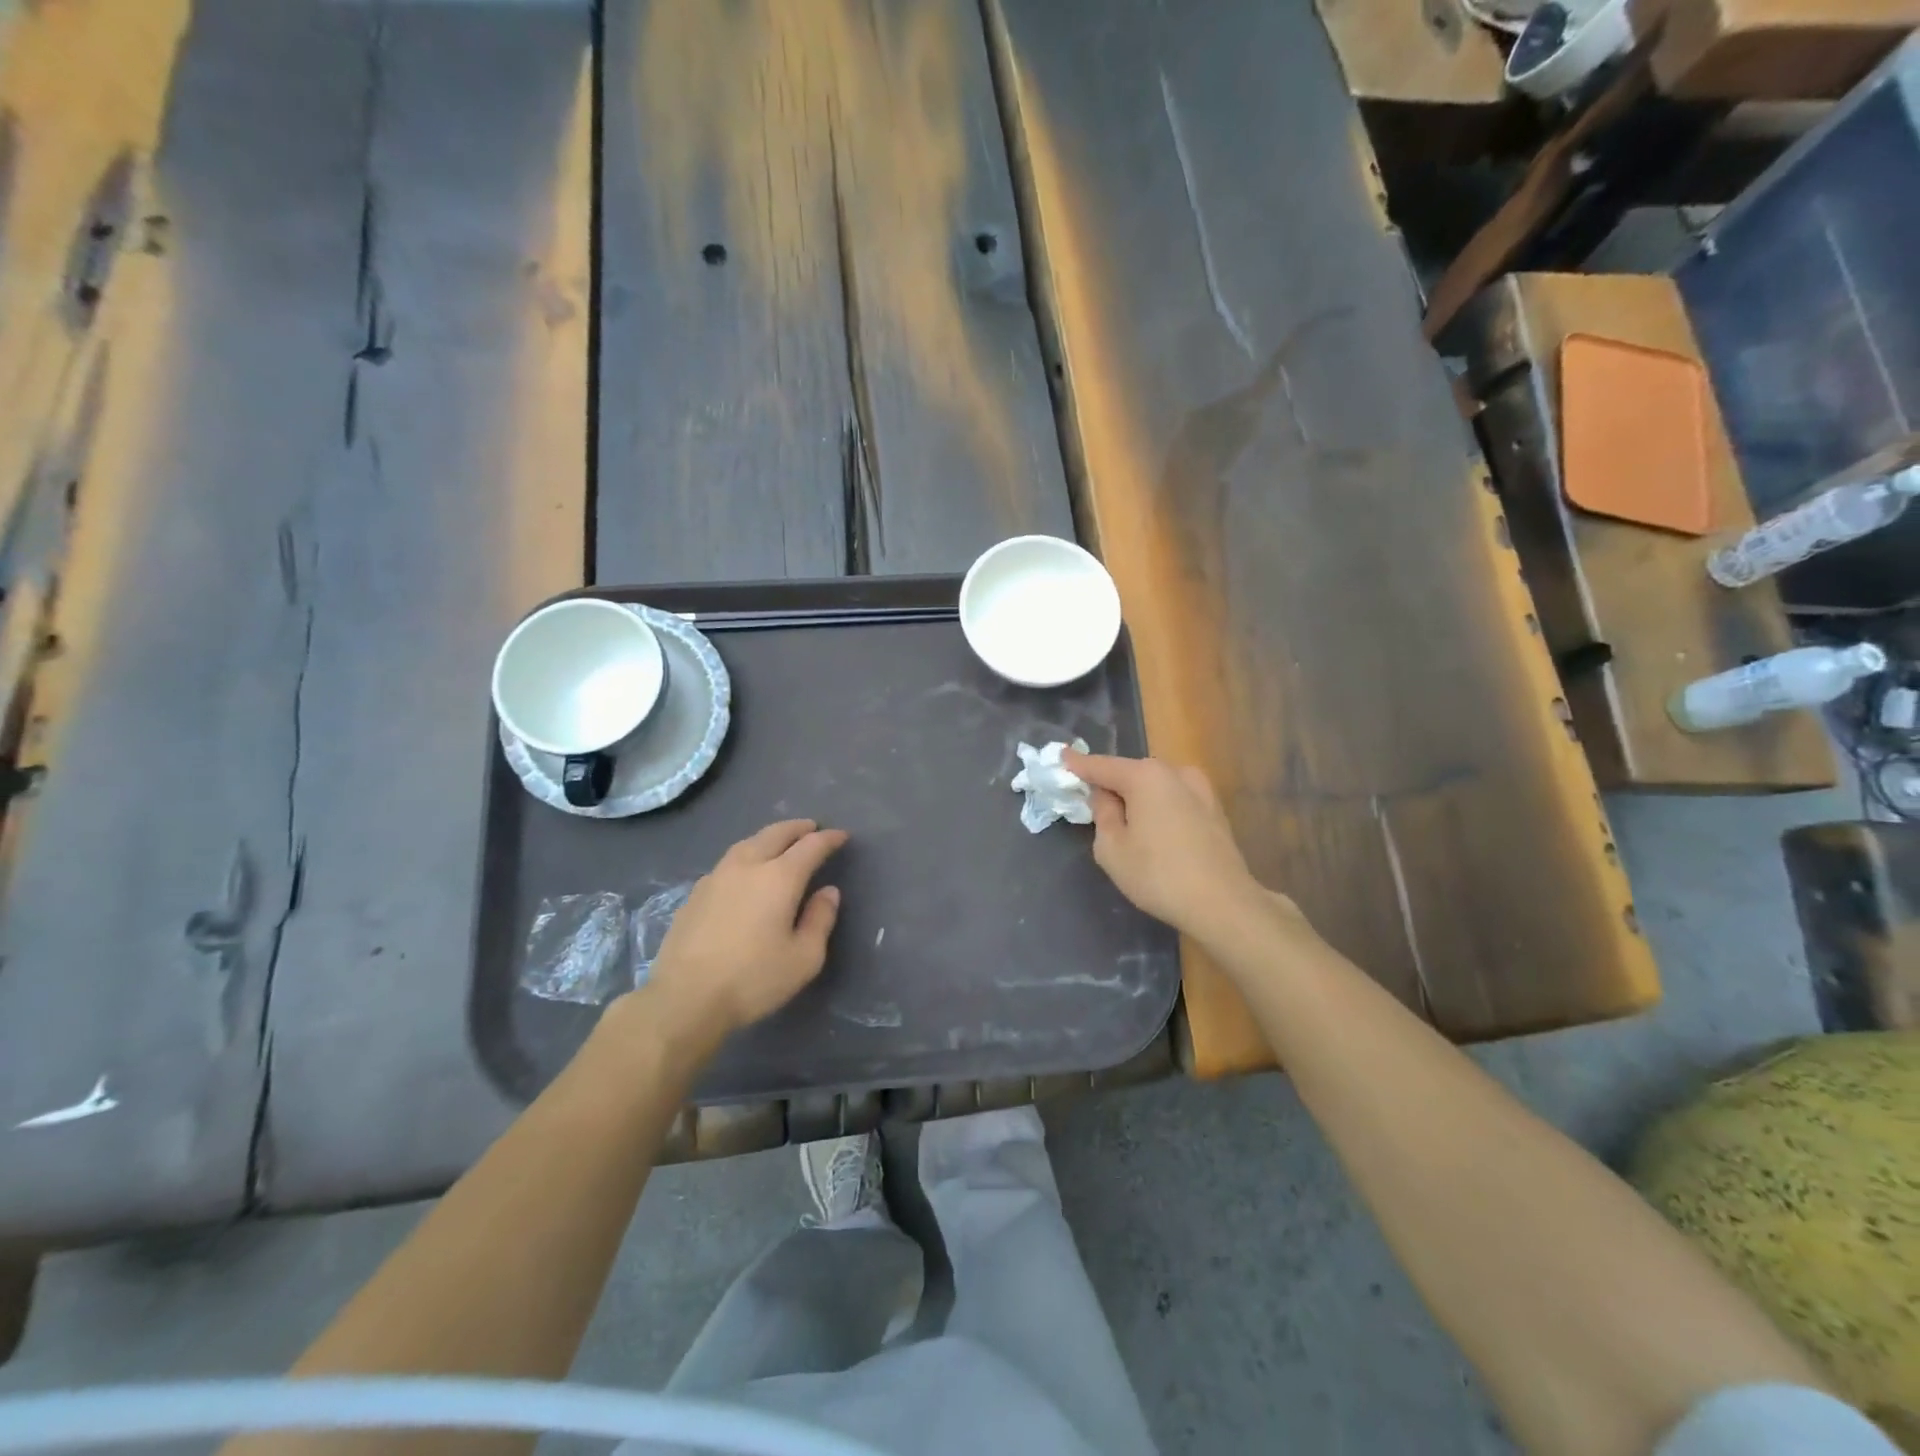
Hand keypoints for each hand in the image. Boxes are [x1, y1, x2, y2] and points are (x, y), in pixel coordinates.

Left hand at [643, 820, 848, 1040]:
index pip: (810, 846)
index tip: (842, 836)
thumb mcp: (804, 958)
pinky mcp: (695, 894)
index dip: (828, 839)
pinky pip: (727, 862)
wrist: (684, 998)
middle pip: (775, 834)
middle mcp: (747, 866)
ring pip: (747, 843)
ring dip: (769, 837)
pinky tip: (744, 872)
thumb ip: (820, 920)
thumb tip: (828, 892)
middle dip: (797, 828)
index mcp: (779, 878)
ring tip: (779, 842)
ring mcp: (716, 877)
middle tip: (811, 828)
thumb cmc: (753, 979)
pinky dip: (746, 856)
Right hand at [1063, 750, 1302, 942]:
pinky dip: (1159, 808)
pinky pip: (1175, 800)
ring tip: (1127, 826)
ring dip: (1138, 798)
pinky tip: (1156, 834)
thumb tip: (1106, 796)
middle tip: (1094, 807)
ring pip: (1156, 786)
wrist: (1223, 904)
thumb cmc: (1158, 875)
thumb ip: (1102, 814)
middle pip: (1131, 773)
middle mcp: (1175, 772)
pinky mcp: (1214, 810)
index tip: (1061, 756)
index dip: (1078, 764)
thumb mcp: (1111, 848)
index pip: (1102, 766)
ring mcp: (1200, 789)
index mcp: (1145, 776)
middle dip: (1112, 785)